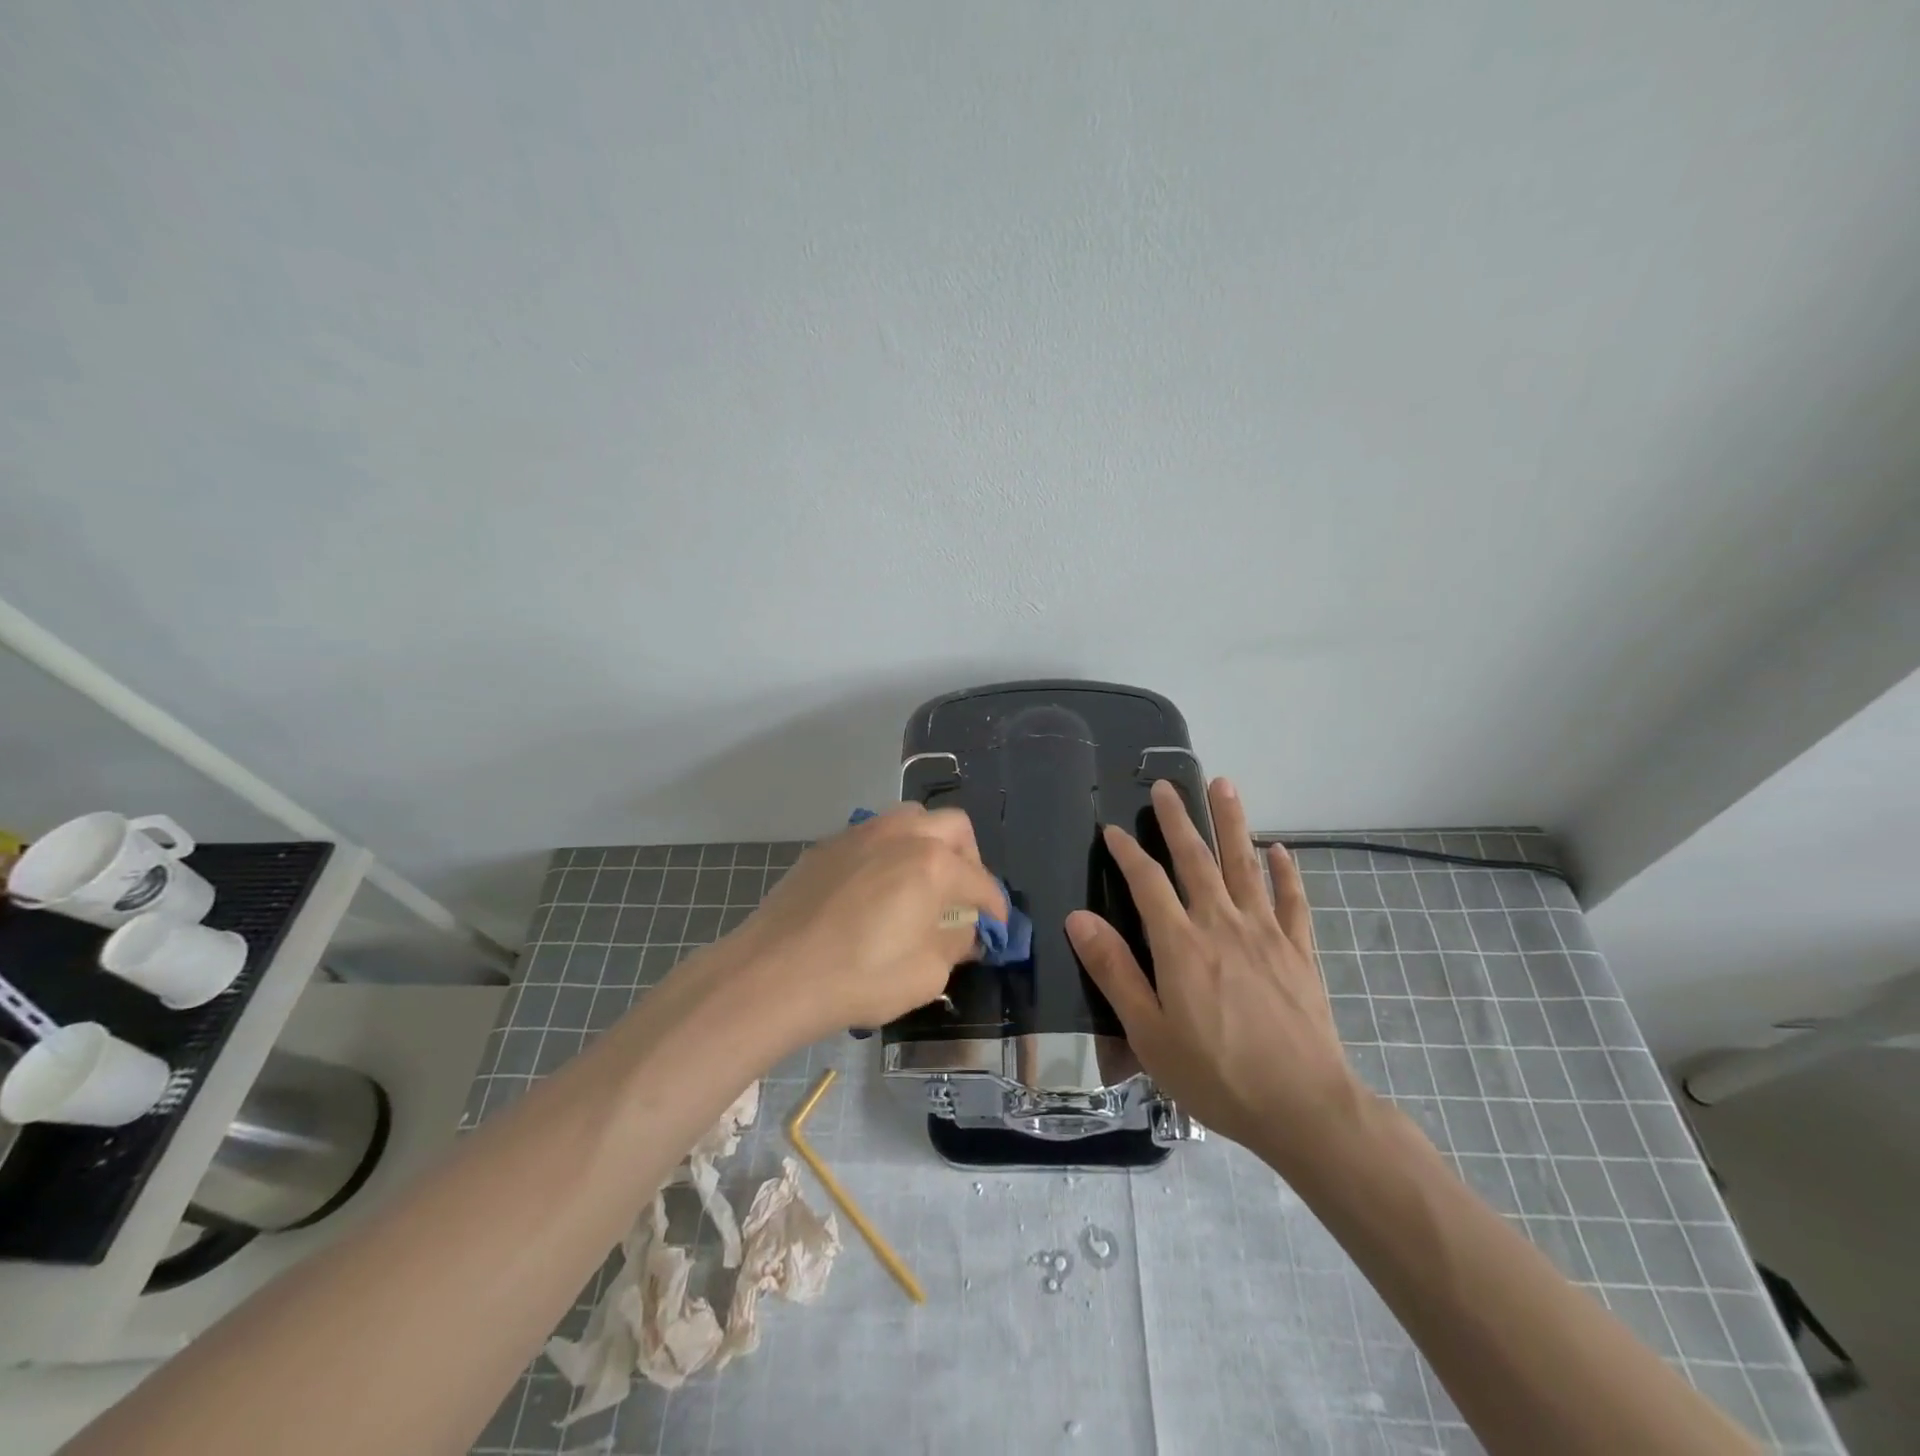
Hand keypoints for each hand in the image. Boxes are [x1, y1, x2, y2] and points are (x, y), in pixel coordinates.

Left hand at [734, 804, 1006, 1039]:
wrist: (772, 974)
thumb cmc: (858, 978)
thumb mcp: (925, 974)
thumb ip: (955, 944)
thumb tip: (966, 931)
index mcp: (933, 864)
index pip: (980, 881)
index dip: (995, 907)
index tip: (997, 928)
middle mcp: (901, 835)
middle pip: (953, 827)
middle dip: (969, 858)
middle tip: (962, 895)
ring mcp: (860, 834)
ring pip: (910, 818)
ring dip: (928, 843)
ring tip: (921, 881)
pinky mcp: (827, 845)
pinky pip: (872, 836)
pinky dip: (889, 852)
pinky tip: (875, 888)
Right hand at [1065, 778, 1361, 1164]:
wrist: (1305, 1108)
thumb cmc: (1216, 1075)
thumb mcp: (1148, 1033)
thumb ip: (1114, 971)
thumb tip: (1078, 917)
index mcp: (1181, 944)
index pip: (1147, 882)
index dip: (1128, 852)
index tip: (1114, 829)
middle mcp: (1223, 925)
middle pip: (1197, 860)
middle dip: (1179, 820)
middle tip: (1167, 785)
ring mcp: (1266, 934)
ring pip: (1245, 865)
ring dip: (1232, 823)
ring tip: (1223, 785)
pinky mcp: (1299, 952)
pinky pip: (1292, 901)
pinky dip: (1285, 872)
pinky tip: (1280, 850)